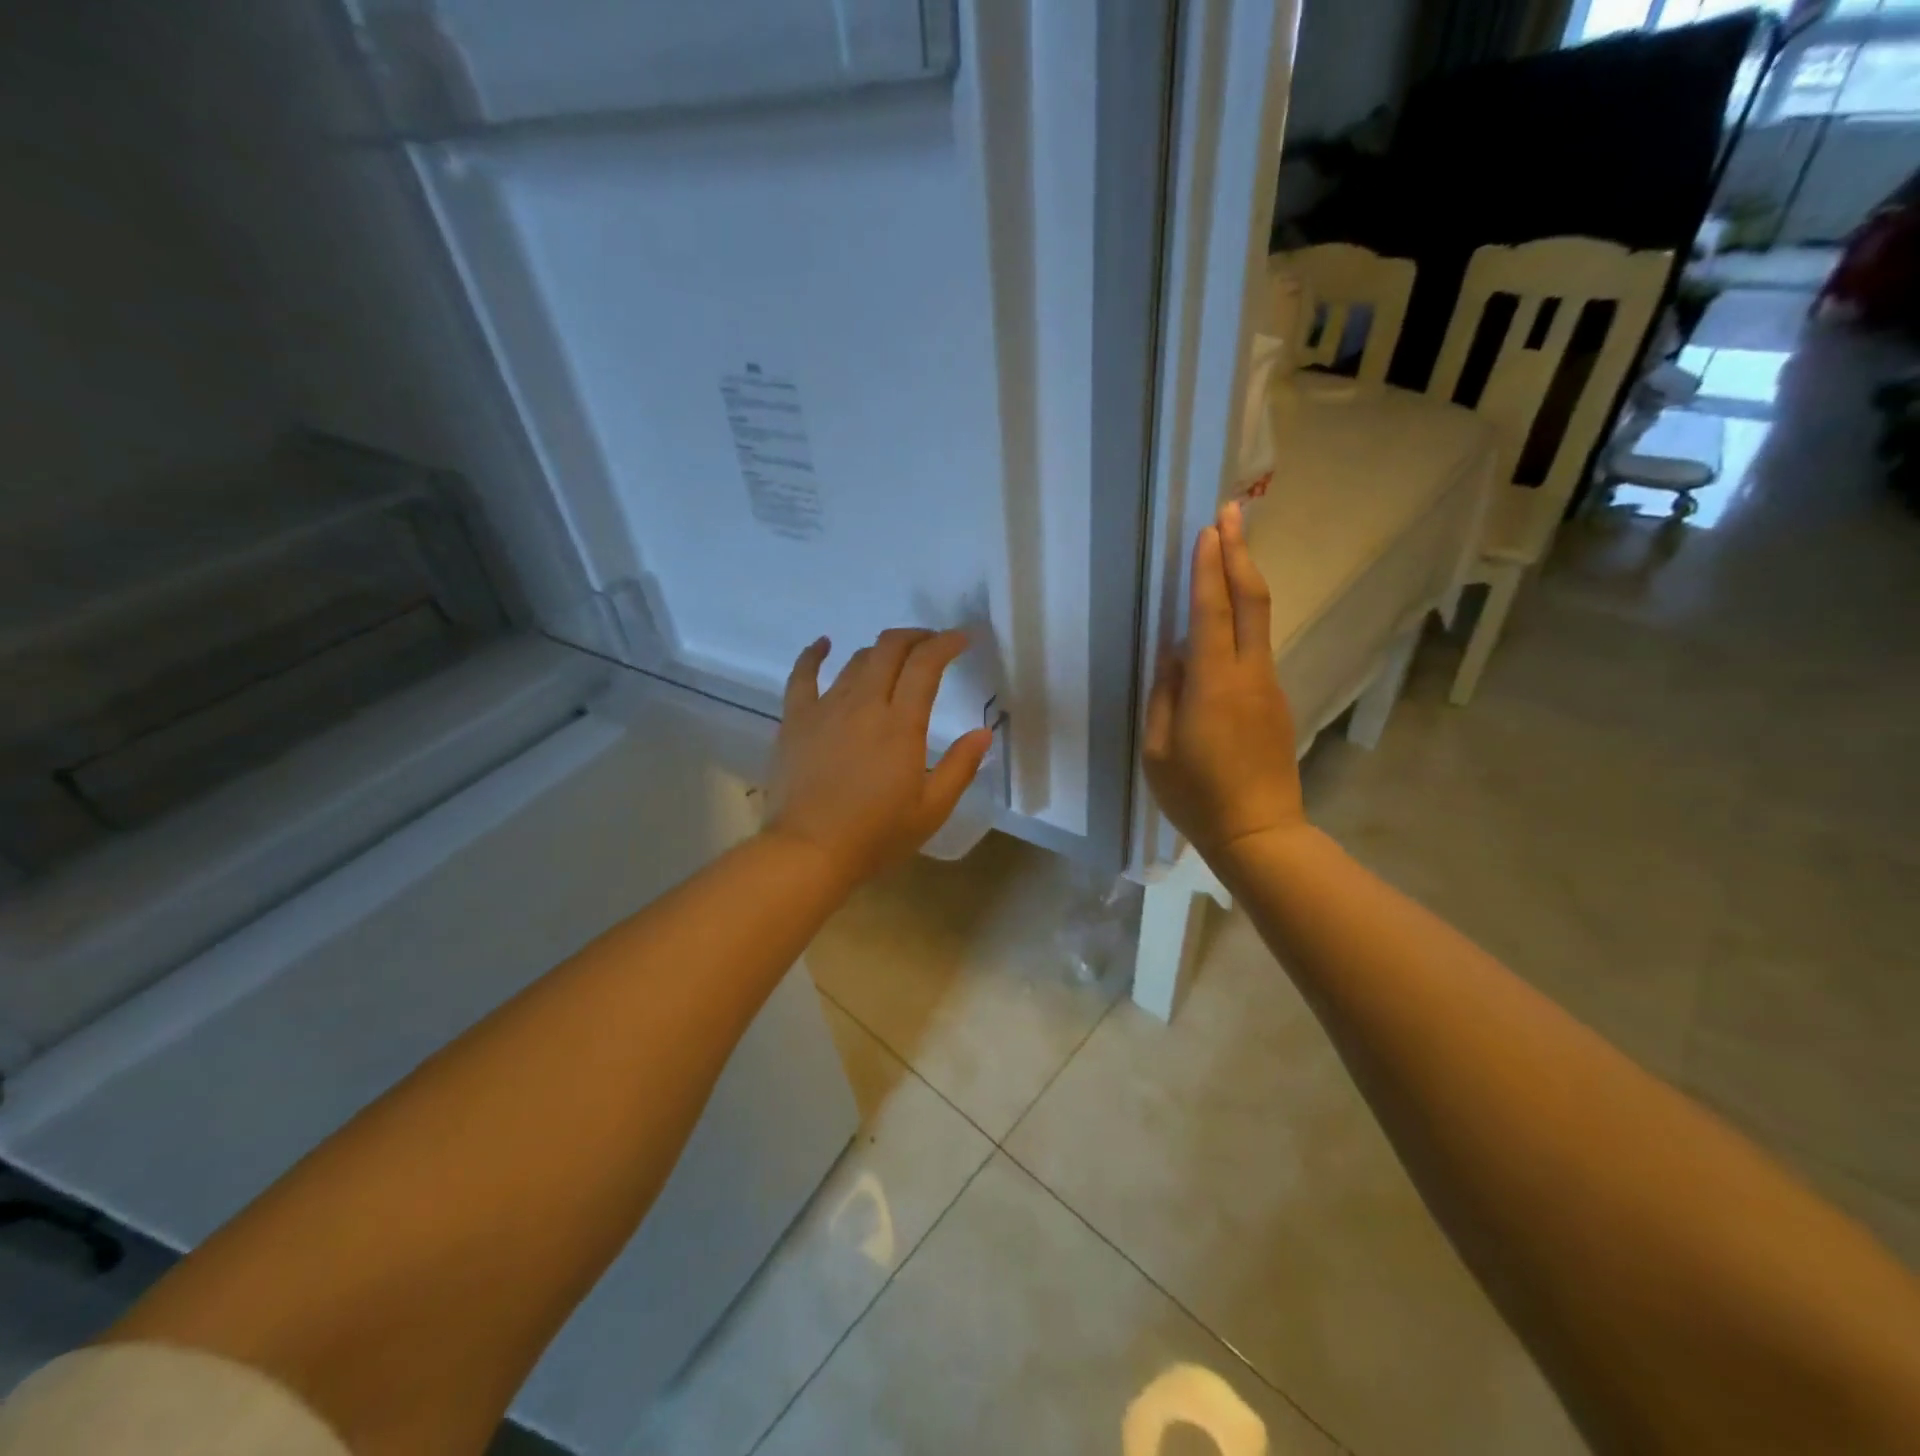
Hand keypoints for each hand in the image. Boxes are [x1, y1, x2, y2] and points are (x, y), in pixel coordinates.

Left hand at [766, 628, 995, 888]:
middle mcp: (863, 704)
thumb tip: (984, 732)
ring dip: (880, 651)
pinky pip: (802, 676)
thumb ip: (960, 767)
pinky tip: (822, 644)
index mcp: (901, 724)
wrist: (809, 852)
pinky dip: (813, 654)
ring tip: (893, 658)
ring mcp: (826, 708)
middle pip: (890, 649)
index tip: (963, 639)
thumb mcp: (932, 810)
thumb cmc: (876, 836)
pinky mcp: (796, 720)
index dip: (946, 643)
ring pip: (855, 660)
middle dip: (916, 637)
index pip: (926, 664)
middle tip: (931, 644)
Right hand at [1143, 501, 1306, 863]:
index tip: (1210, 528)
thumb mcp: (1159, 750)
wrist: (1260, 833)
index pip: (1212, 611)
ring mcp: (1269, 687)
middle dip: (1240, 552)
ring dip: (1243, 582)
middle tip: (1232, 512)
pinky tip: (1223, 621)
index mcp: (1214, 684)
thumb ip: (1165, 695)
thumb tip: (1174, 654)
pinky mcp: (1276, 702)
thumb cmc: (1196, 796)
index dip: (1210, 567)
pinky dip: (1242, 620)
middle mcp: (1249, 674)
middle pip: (1251, 600)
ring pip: (1258, 621)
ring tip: (1227, 553)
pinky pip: (1255, 650)